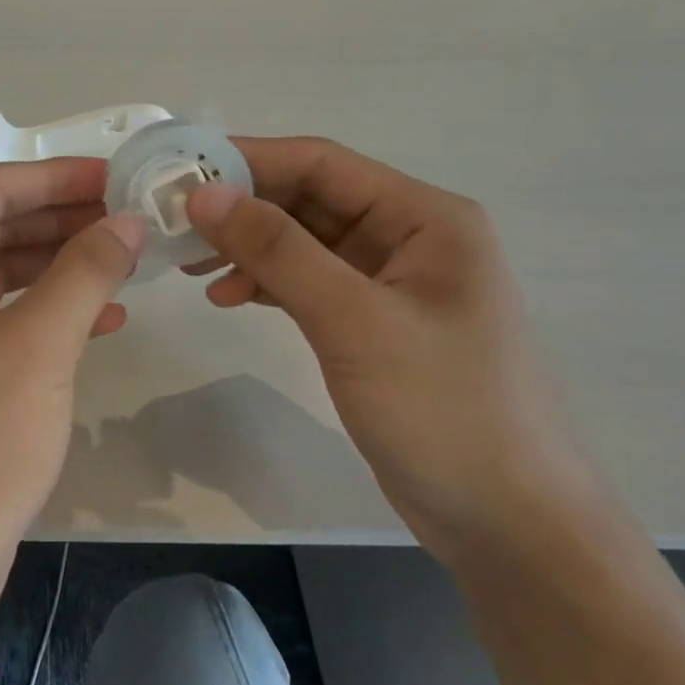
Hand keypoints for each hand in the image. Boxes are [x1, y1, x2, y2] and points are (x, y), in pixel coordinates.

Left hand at [0, 159, 145, 586]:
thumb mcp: (39, 344)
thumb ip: (85, 269)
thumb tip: (127, 220)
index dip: (58, 176)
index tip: (119, 177)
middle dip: (63, 219)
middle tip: (130, 219)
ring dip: (59, 263)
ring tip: (125, 261)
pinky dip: (44, 309)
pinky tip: (100, 317)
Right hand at [185, 138, 595, 563]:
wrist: (509, 524)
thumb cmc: (444, 411)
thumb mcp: (355, 322)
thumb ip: (279, 251)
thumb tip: (205, 194)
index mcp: (424, 217)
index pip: (321, 163)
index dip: (248, 161)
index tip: (180, 175)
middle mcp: (409, 237)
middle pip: (310, 200)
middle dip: (242, 209)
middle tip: (174, 226)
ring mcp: (391, 283)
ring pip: (304, 242)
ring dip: (249, 248)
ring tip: (191, 265)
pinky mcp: (373, 325)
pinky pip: (309, 283)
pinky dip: (267, 284)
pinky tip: (229, 297)